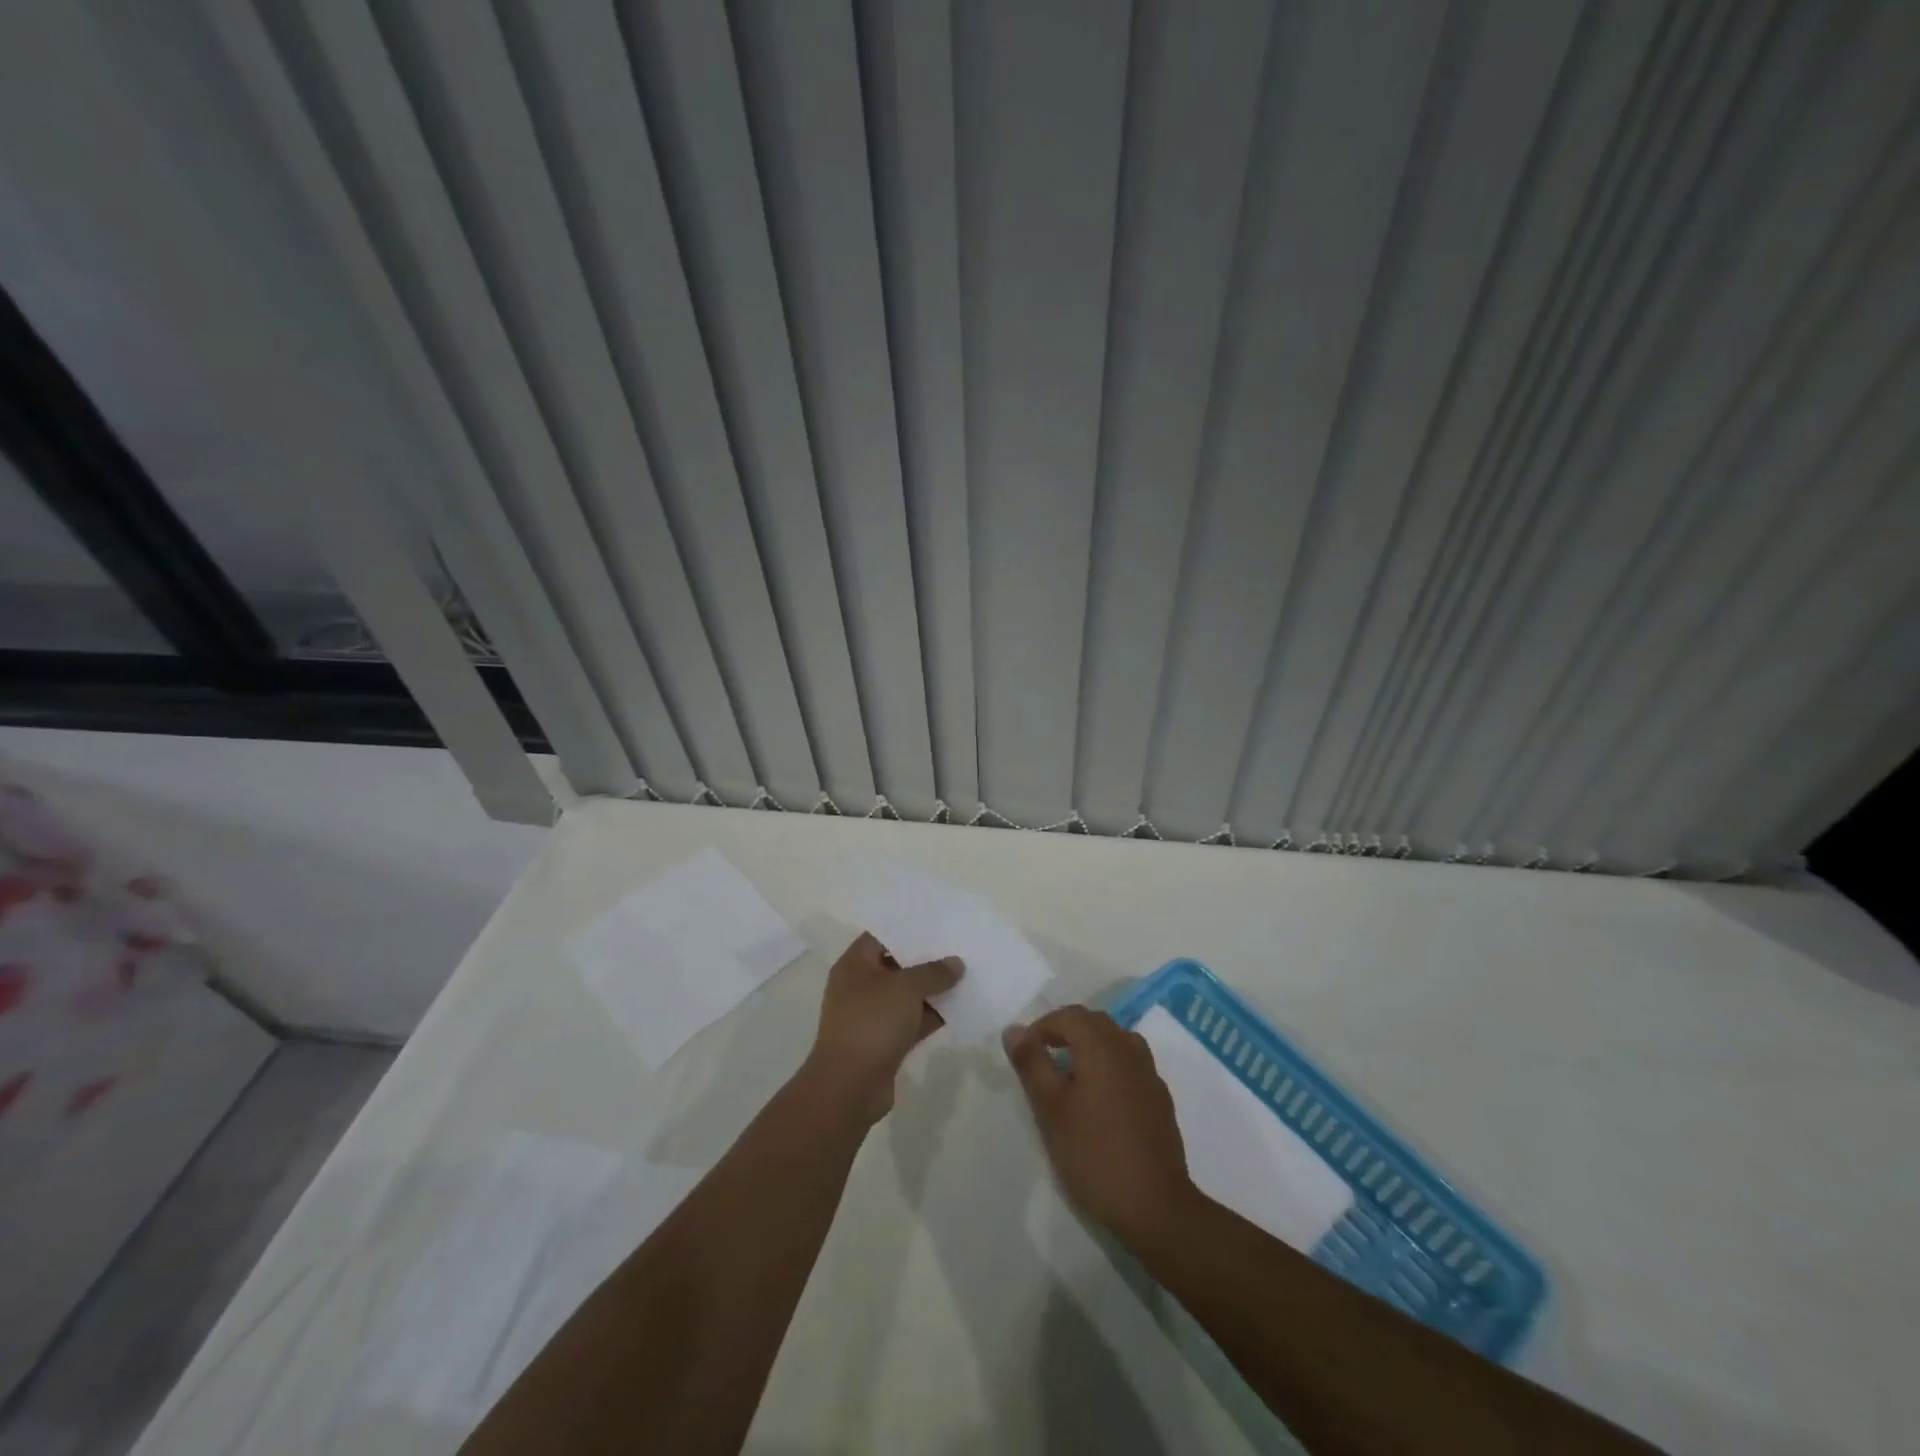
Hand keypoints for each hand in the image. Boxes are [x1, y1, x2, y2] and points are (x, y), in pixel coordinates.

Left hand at [808, 932, 962, 1122]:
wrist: (850, 1086)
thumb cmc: (872, 1022)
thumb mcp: (905, 988)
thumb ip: (933, 972)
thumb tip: (956, 963)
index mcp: (855, 964)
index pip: (882, 935)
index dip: (909, 928)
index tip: (939, 923)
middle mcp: (860, 986)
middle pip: (897, 964)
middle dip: (927, 959)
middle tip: (959, 947)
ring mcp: (872, 1015)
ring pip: (907, 995)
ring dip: (933, 989)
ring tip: (967, 974)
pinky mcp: (885, 1041)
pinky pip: (913, 1020)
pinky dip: (932, 1015)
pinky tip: (961, 1008)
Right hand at [1004, 1006, 1198, 1249]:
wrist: (1156, 1207)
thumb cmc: (1094, 1154)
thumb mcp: (1050, 1109)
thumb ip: (1031, 1064)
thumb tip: (1014, 1029)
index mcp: (1102, 1045)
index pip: (1068, 1016)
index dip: (1042, 1027)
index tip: (1025, 1054)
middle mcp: (1129, 1049)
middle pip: (1094, 1023)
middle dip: (1065, 1033)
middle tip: (1043, 1062)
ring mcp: (1150, 1074)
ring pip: (1116, 1041)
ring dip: (1090, 1048)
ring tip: (1070, 1078)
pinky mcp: (1160, 1099)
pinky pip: (1130, 1065)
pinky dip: (1110, 1068)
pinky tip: (1100, 1102)